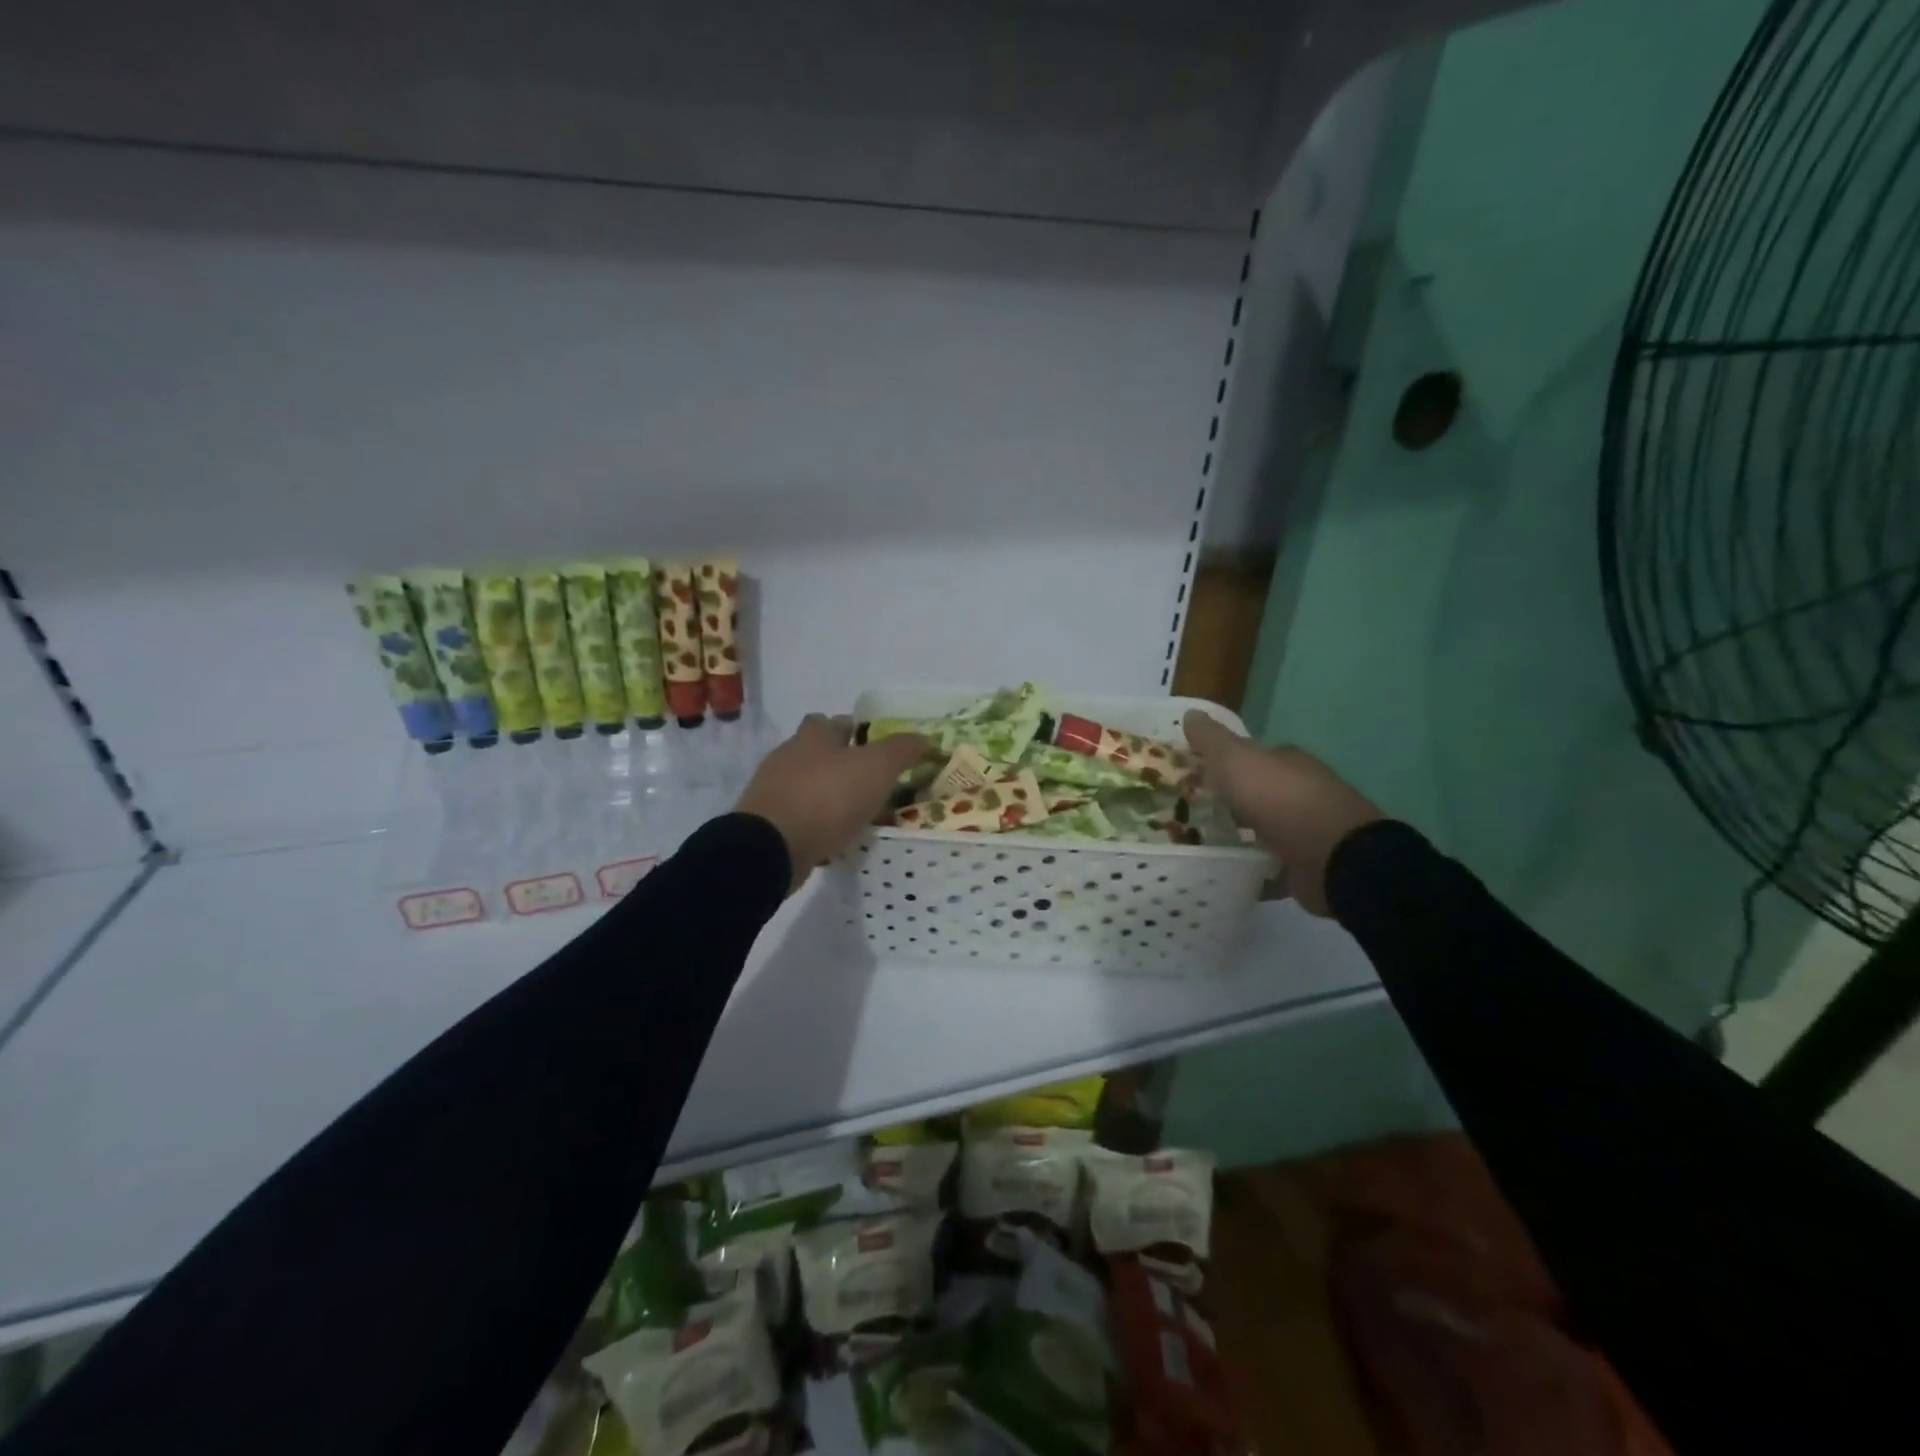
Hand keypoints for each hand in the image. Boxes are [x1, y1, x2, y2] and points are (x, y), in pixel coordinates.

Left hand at [735, 715, 931, 892]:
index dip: (854, 731)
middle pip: (818, 753)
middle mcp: (788, 756)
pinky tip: (834, 838)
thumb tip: (926, 739)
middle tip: (870, 784)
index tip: (875, 749)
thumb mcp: (877, 767)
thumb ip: (902, 749)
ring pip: (808, 785)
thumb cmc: (828, 797)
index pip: (833, 722)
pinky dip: (816, 824)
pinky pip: (799, 817)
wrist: (772, 846)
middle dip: (842, 765)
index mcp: (813, 736)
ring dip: (829, 796)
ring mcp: (773, 790)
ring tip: (857, 815)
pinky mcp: (767, 823)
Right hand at [1182, 710, 1383, 916]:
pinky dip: (1254, 868)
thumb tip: (1190, 713)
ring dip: (1241, 835)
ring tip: (1202, 845)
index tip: (1192, 776)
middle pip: (1257, 791)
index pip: (1250, 755)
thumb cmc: (1280, 801)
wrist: (1334, 858)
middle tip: (1190, 812)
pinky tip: (1230, 873)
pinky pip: (1272, 864)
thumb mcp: (1236, 761)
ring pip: (1264, 828)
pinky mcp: (1307, 864)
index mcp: (1286, 762)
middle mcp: (1300, 790)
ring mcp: (1307, 829)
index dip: (1222, 762)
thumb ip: (1212, 740)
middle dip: (1229, 800)